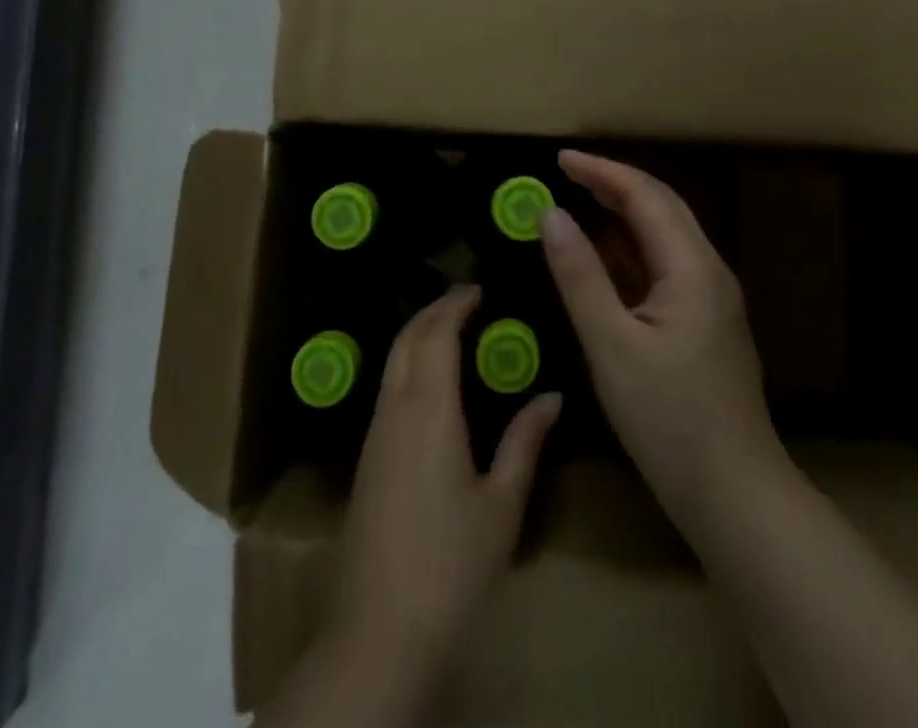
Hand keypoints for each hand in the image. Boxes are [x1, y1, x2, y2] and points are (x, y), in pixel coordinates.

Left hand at [330, 284, 562, 690]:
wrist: (379, 630)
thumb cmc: (451, 564)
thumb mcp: (501, 504)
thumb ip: (525, 442)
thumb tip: (551, 396)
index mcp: (428, 410)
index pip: (436, 335)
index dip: (454, 304)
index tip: (478, 287)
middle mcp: (395, 410)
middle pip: (407, 339)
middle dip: (433, 310)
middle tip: (466, 298)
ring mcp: (374, 435)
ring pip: (392, 362)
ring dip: (418, 335)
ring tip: (451, 329)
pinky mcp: (366, 459)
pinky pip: (387, 388)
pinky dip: (408, 364)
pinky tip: (430, 381)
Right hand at [542, 151, 784, 529]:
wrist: (736, 496)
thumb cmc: (670, 421)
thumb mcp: (611, 346)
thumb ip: (580, 276)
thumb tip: (550, 215)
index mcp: (692, 268)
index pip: (646, 197)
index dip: (602, 171)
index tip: (559, 158)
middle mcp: (709, 271)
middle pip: (662, 207)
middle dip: (614, 183)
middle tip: (566, 173)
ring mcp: (712, 298)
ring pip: (666, 235)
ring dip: (624, 212)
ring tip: (580, 200)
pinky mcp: (705, 323)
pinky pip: (666, 265)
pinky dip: (632, 248)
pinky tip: (607, 257)